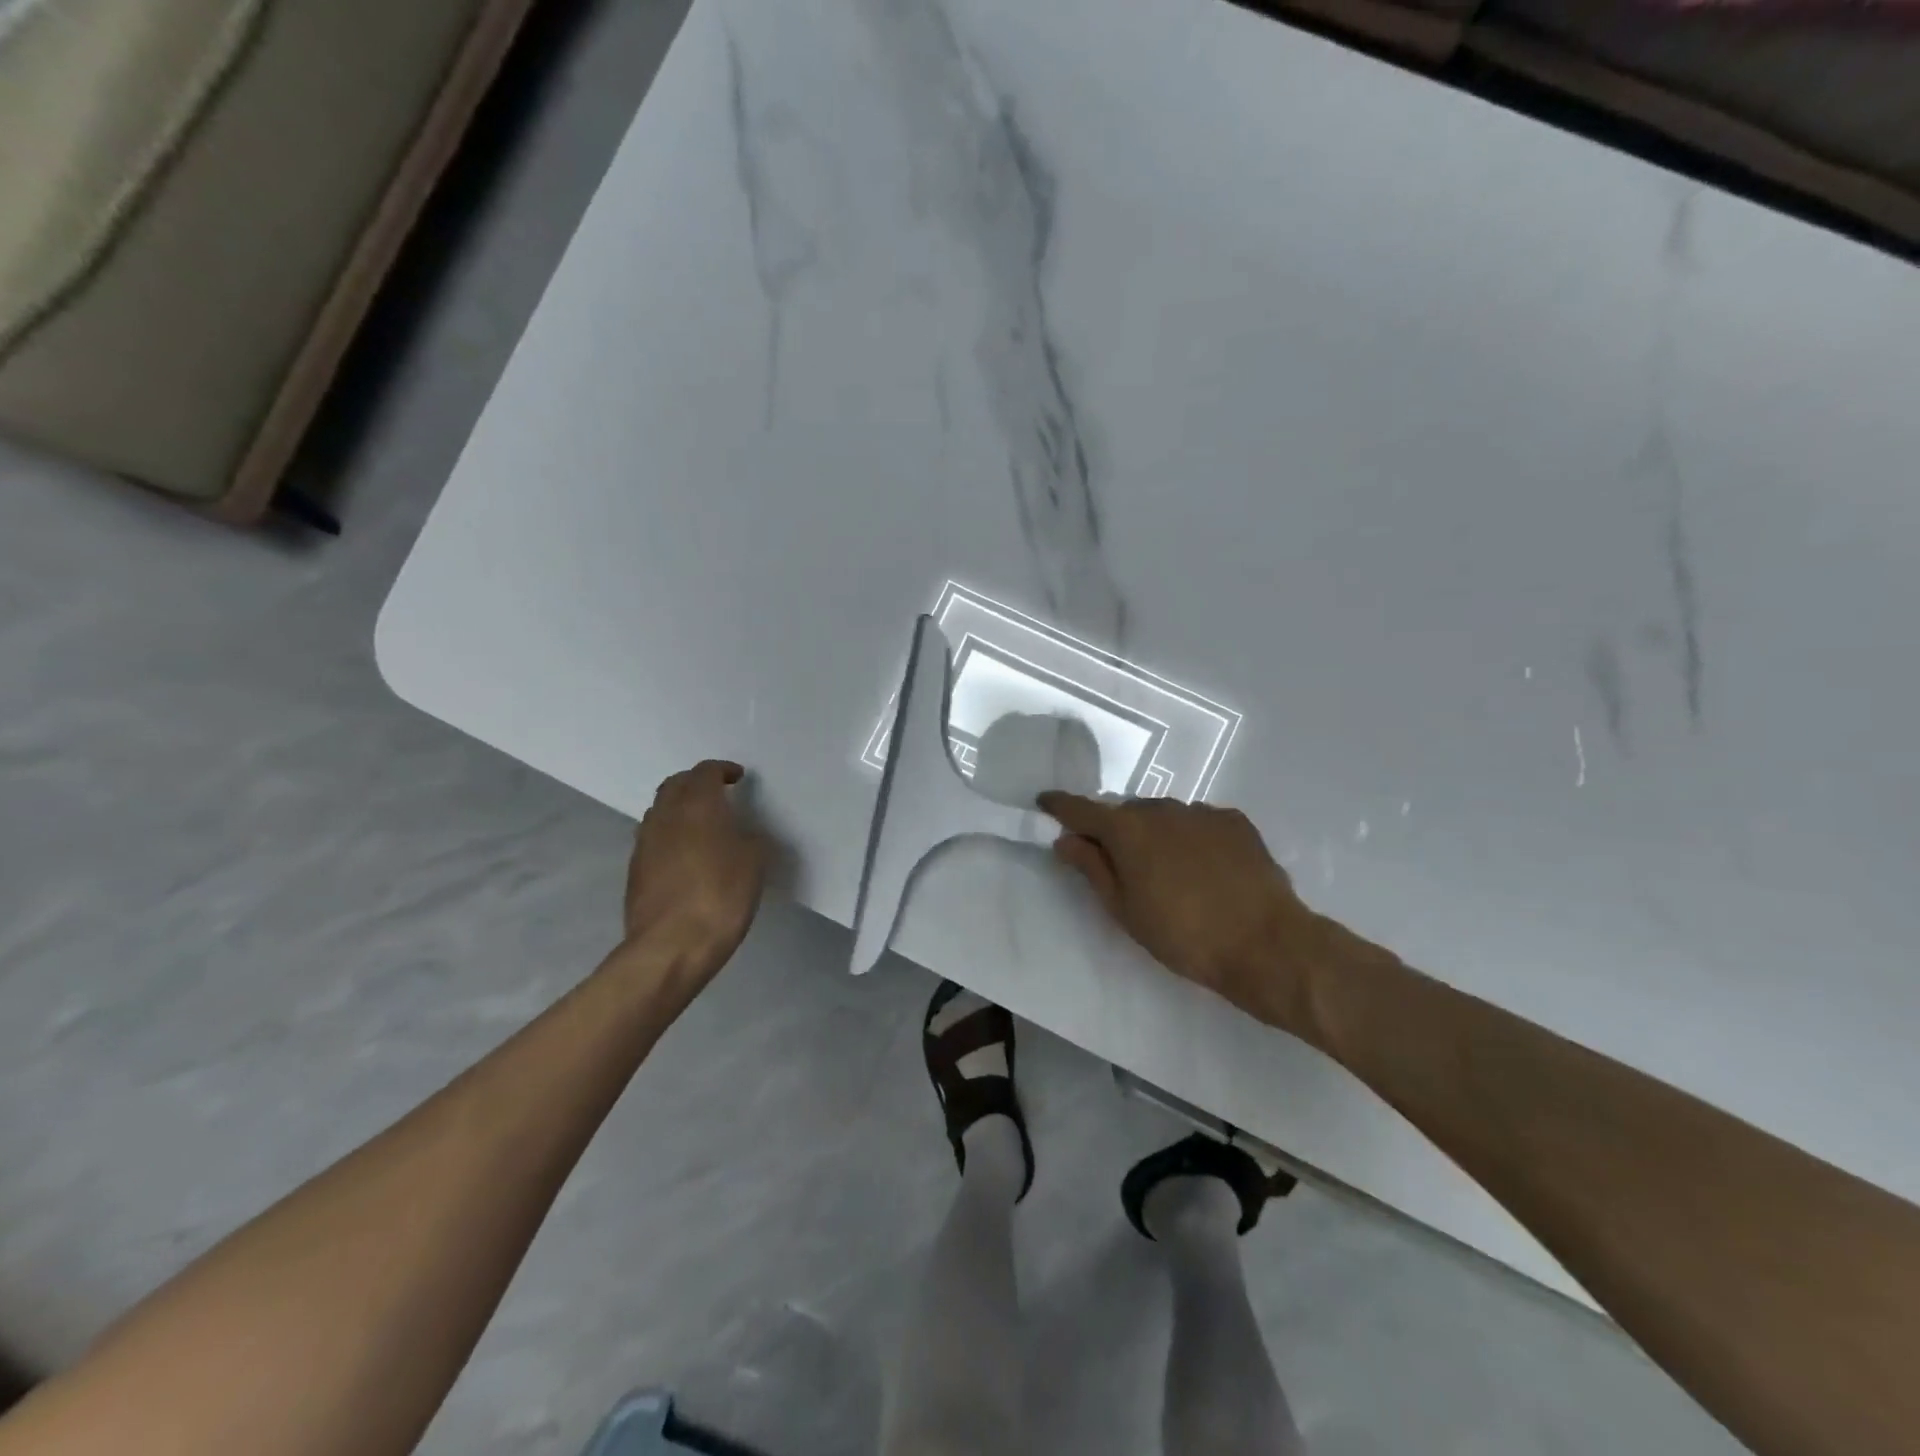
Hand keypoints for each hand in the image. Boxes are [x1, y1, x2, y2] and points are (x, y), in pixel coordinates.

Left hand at [623, 760, 769, 970]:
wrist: (671, 945)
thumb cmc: (721, 895)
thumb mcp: (755, 862)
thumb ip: (750, 838)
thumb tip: (742, 835)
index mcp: (697, 805)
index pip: (705, 772)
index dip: (722, 770)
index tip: (737, 777)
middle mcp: (665, 816)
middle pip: (675, 785)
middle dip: (695, 783)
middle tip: (717, 792)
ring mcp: (645, 843)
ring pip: (660, 811)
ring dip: (680, 808)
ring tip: (702, 822)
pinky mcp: (635, 870)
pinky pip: (654, 838)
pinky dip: (670, 834)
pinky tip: (686, 854)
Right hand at [1037, 792, 1359, 1041]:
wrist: (1266, 944)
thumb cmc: (1183, 935)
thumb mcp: (1125, 910)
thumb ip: (1092, 868)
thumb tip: (1065, 839)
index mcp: (1128, 830)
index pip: (1082, 809)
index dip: (1060, 806)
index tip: (1045, 803)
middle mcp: (1162, 809)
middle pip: (1125, 812)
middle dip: (1114, 829)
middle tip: (1115, 860)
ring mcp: (1202, 812)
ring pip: (1163, 815)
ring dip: (1154, 832)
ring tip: (1165, 869)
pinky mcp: (1235, 822)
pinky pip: (1198, 822)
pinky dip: (1189, 837)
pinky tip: (1202, 867)